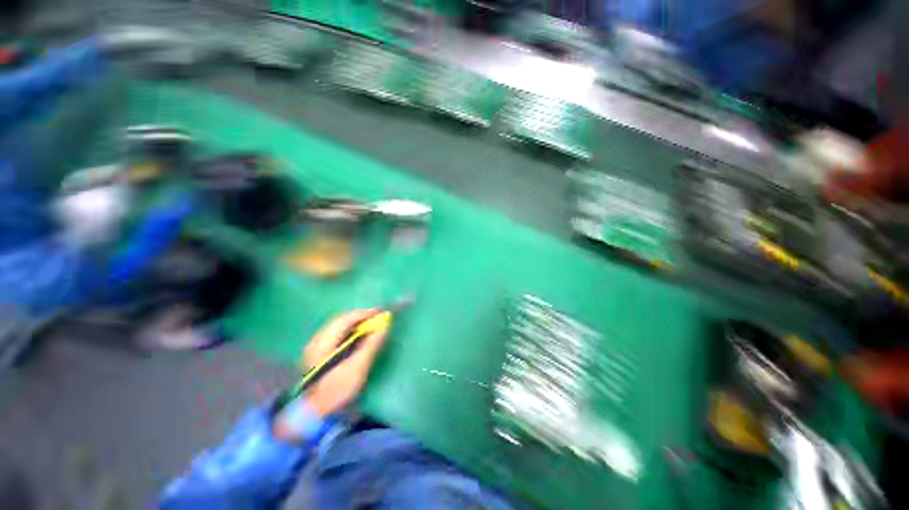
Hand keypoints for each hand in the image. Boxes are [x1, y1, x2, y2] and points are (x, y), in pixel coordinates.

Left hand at [301, 309, 389, 416]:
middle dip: (361, 317)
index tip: (382, 312)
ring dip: (356, 324)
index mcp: (324, 341)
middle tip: (379, 319)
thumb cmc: (336, 391)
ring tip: (372, 326)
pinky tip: (358, 338)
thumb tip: (385, 325)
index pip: (347, 318)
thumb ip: (372, 344)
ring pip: (338, 327)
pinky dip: (350, 332)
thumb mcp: (358, 367)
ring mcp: (315, 347)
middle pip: (342, 320)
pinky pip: (336, 335)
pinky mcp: (317, 355)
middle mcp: (317, 340)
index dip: (366, 313)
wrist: (312, 417)